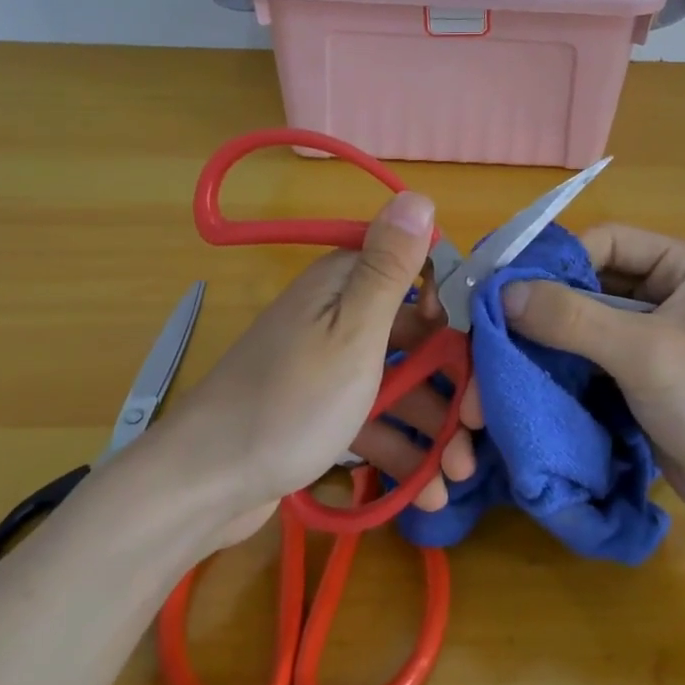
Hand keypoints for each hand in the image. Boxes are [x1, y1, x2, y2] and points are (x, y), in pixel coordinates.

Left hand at [149, 191, 481, 541]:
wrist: (202, 485)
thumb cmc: (289, 402)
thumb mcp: (351, 331)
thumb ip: (390, 268)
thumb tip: (419, 194)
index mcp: (346, 284)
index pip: (420, 276)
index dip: (456, 311)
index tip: (482, 354)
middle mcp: (340, 316)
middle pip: (418, 338)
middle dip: (453, 384)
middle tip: (478, 433)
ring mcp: (331, 367)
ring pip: (400, 384)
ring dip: (434, 427)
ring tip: (458, 476)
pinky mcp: (324, 412)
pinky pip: (375, 420)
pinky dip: (401, 449)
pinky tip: (427, 491)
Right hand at [492, 225, 684, 534]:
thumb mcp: (646, 353)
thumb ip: (573, 318)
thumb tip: (503, 292)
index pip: (607, 242)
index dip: (558, 260)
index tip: (506, 286)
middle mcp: (674, 291)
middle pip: (595, 282)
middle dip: (549, 303)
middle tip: (494, 323)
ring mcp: (662, 336)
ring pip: (591, 322)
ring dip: (553, 337)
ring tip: (503, 352)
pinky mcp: (648, 377)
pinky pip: (597, 357)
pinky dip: (567, 365)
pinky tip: (531, 376)